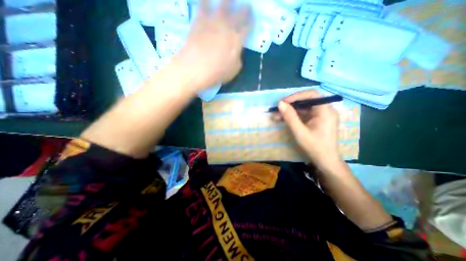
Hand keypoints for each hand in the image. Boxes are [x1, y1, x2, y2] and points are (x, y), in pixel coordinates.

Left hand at [174, 0, 250, 89]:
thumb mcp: (234, 70)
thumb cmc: (217, 73)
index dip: (251, 23)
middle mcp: (228, 27)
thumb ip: (238, 58)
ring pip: (223, 4)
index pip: (247, 28)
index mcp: (237, 40)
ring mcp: (213, 21)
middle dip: (245, 10)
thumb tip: (237, 52)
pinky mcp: (200, 20)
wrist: (196, 68)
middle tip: (247, 6)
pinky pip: (203, 4)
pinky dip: (206, 0)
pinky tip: (207, 0)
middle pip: (239, 14)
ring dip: (228, 0)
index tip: (252, 20)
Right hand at [278, 90, 340, 168]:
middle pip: (306, 101)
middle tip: (277, 110)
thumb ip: (290, 117)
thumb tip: (280, 104)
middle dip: (290, 105)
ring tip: (277, 116)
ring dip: (290, 111)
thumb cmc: (314, 147)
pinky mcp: (317, 120)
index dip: (296, 96)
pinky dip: (294, 116)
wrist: (325, 161)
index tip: (283, 103)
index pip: (311, 95)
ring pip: (304, 108)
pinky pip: (304, 114)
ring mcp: (322, 115)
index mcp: (325, 111)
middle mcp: (325, 110)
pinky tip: (284, 119)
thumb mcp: (300, 132)